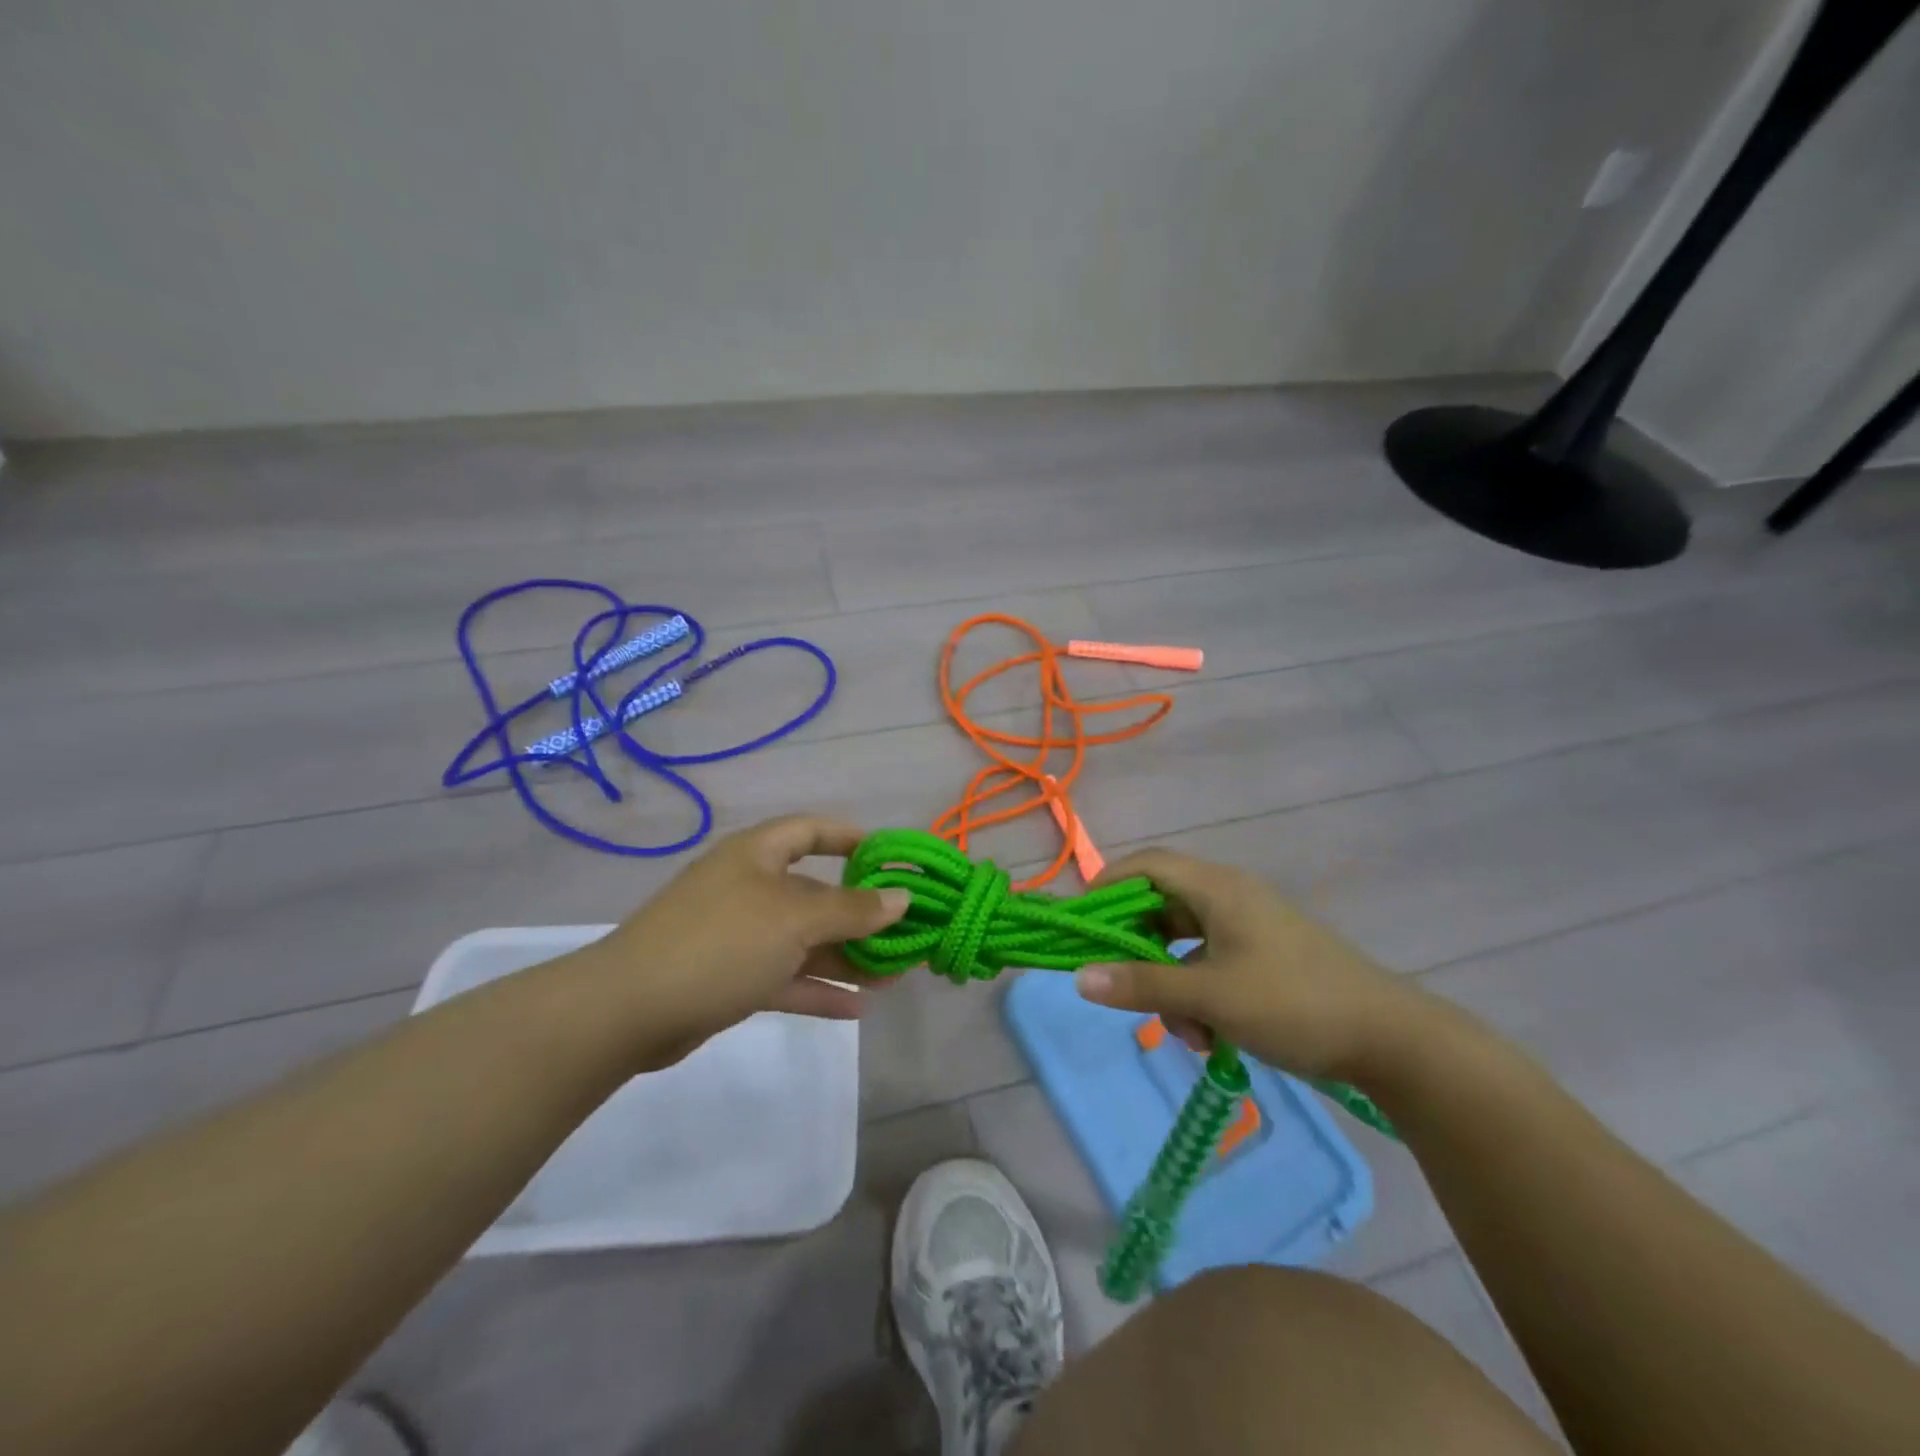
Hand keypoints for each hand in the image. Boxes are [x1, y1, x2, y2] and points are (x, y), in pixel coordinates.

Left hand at [578, 815, 909, 1070]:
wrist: (630, 1009)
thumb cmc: (722, 942)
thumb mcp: (796, 919)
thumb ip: (852, 910)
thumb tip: (901, 898)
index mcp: (757, 855)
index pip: (810, 831)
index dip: (850, 838)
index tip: (889, 858)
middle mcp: (749, 888)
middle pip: (815, 894)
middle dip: (860, 915)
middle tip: (905, 933)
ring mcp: (738, 936)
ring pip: (804, 941)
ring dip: (846, 957)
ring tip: (894, 976)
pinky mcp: (730, 978)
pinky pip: (785, 976)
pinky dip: (818, 989)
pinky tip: (857, 1007)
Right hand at [1074, 848, 1425, 1080]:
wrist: (1391, 1040)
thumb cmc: (1293, 1003)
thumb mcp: (1211, 997)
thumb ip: (1143, 986)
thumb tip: (1078, 977)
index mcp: (1219, 888)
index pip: (1148, 865)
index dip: (1109, 884)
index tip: (1083, 922)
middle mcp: (1231, 897)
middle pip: (1163, 906)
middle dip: (1140, 950)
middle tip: (1120, 982)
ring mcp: (1250, 929)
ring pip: (1186, 944)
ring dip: (1172, 984)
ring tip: (1184, 1030)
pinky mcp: (1264, 958)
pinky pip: (1211, 964)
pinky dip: (1200, 995)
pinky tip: (1210, 1037)